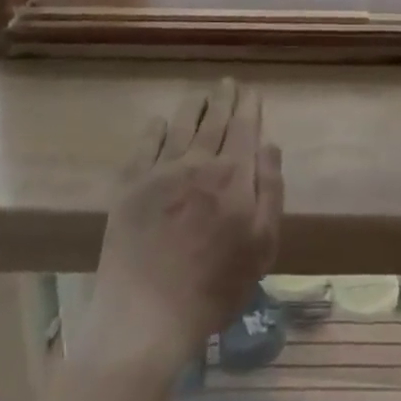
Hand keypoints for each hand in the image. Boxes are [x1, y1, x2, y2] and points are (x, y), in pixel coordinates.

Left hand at [80, 80, 283, 374]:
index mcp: (233, 174)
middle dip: (224, 98)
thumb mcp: (261, 246)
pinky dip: (155, 128)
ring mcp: (161, 170)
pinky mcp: (130, 186)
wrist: (147, 317)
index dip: (249, 105)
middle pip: (214, 118)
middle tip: (227, 83)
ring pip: (181, 124)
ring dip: (193, 105)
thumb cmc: (214, 288)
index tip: (251, 91)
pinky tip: (159, 122)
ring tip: (200, 94)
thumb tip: (269, 143)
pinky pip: (145, 144)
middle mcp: (198, 161)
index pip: (244, 126)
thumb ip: (270, 190)